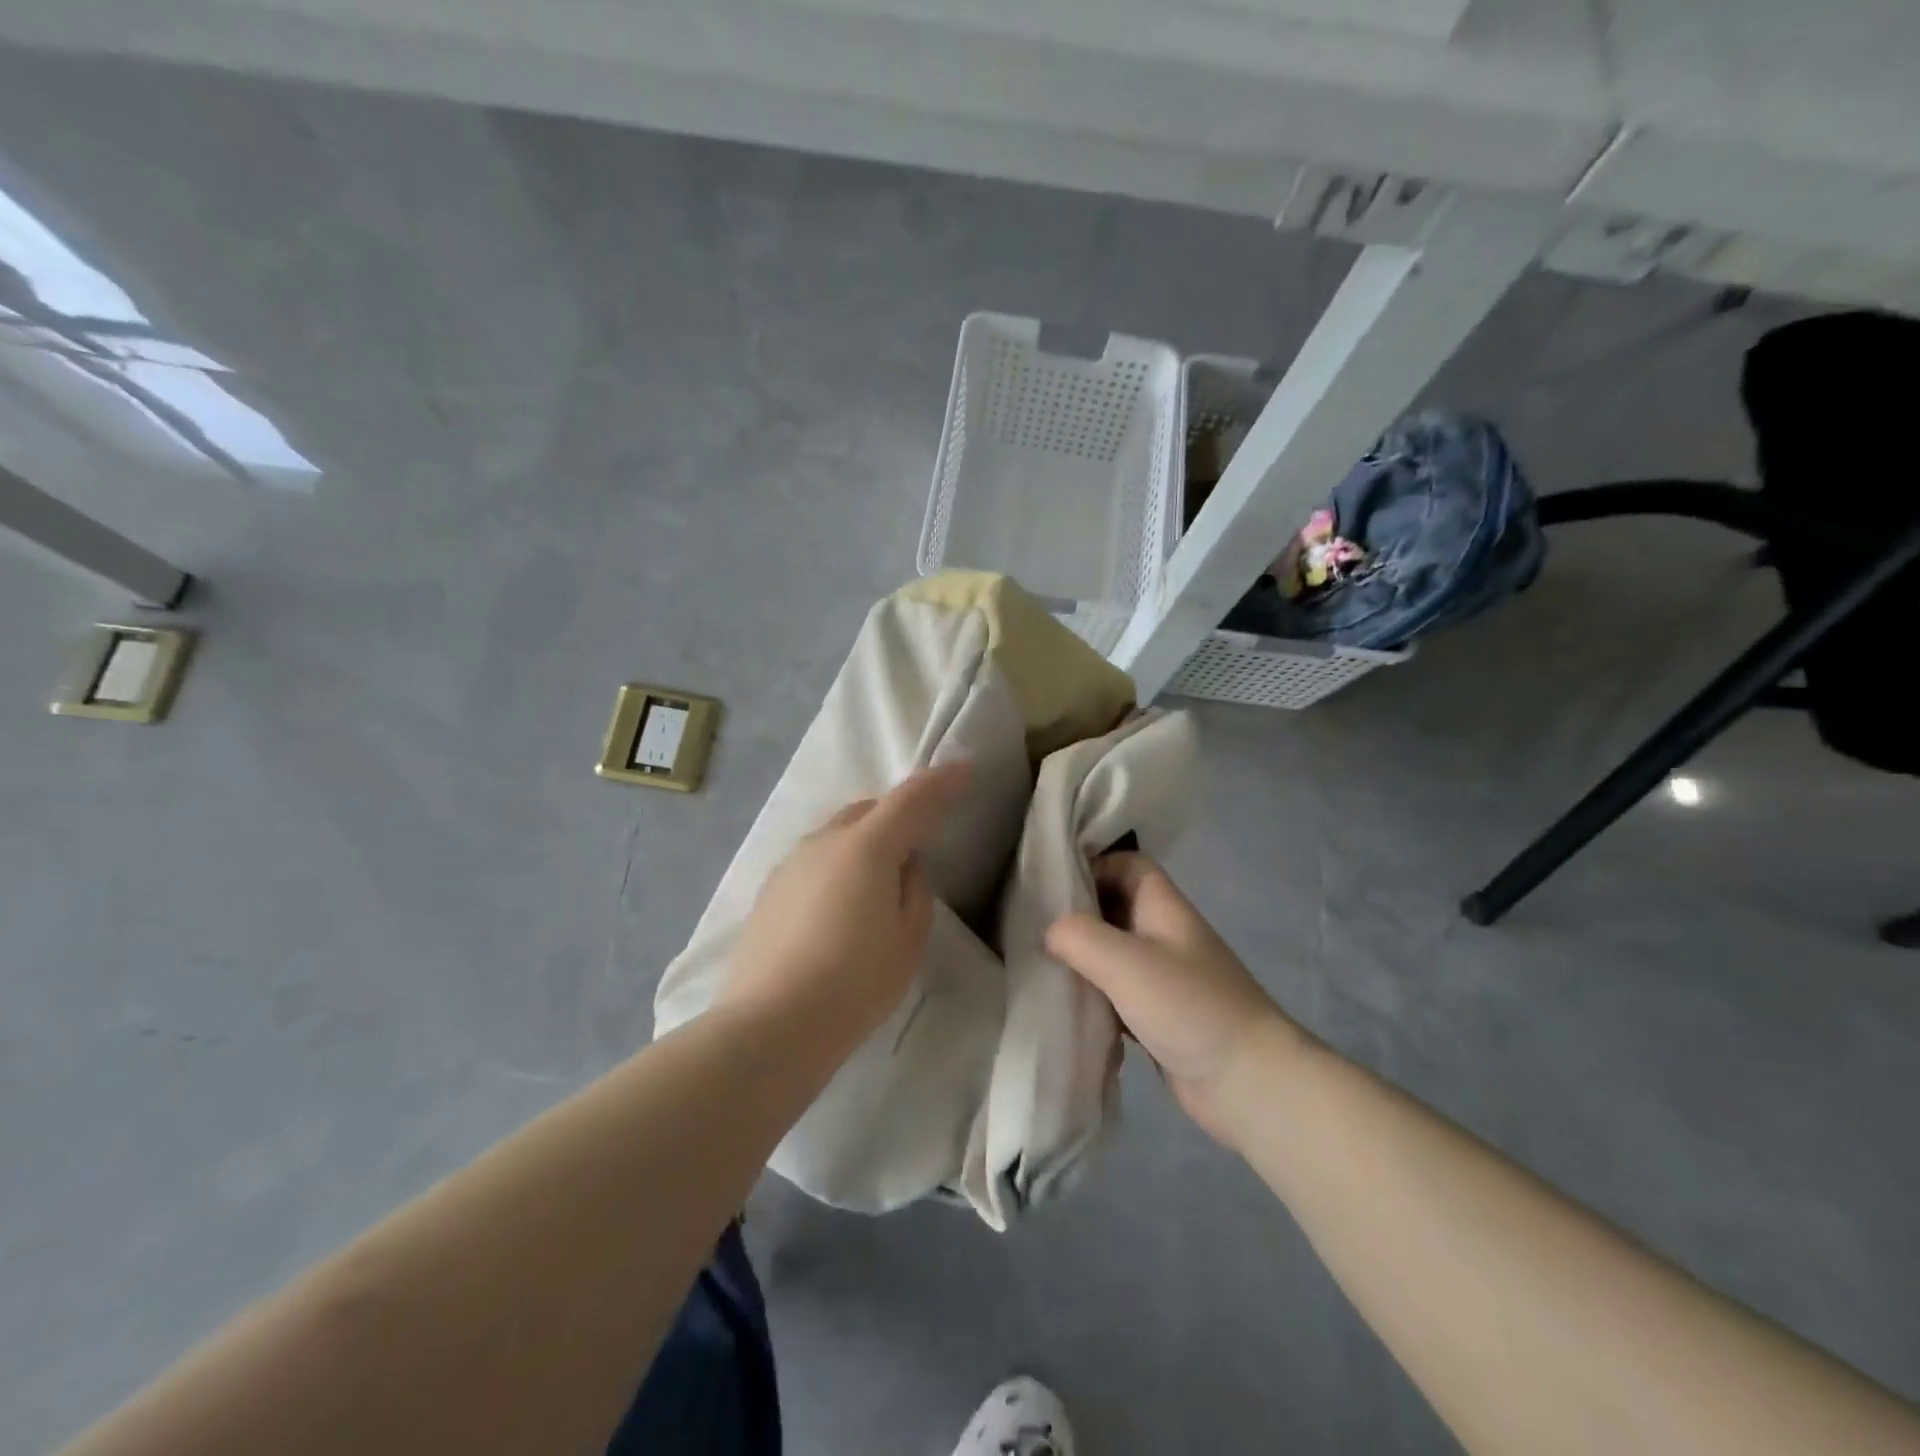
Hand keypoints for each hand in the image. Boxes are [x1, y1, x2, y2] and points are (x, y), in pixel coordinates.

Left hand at [722, 759, 971, 1044]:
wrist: (771, 1025)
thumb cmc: (855, 984)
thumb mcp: (908, 940)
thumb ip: (914, 891)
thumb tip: (904, 867)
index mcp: (866, 847)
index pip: (911, 798)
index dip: (941, 781)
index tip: (963, 769)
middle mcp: (824, 842)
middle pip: (868, 810)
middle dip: (897, 814)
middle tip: (917, 843)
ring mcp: (790, 864)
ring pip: (836, 834)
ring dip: (863, 841)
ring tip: (875, 883)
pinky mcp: (768, 890)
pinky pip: (814, 861)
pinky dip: (835, 867)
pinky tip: (837, 908)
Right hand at [1046, 853, 1306, 1147]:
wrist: (1248, 1082)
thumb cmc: (1189, 1006)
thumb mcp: (1126, 962)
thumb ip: (1079, 937)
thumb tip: (1049, 932)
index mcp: (1164, 908)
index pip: (1129, 865)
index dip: (1094, 864)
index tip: (1052, 883)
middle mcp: (1165, 935)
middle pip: (1116, 907)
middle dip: (1078, 912)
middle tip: (1034, 923)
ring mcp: (1164, 978)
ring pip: (1113, 952)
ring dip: (1082, 957)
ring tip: (1040, 963)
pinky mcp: (1159, 1016)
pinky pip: (1117, 993)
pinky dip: (1093, 995)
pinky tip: (1066, 1005)